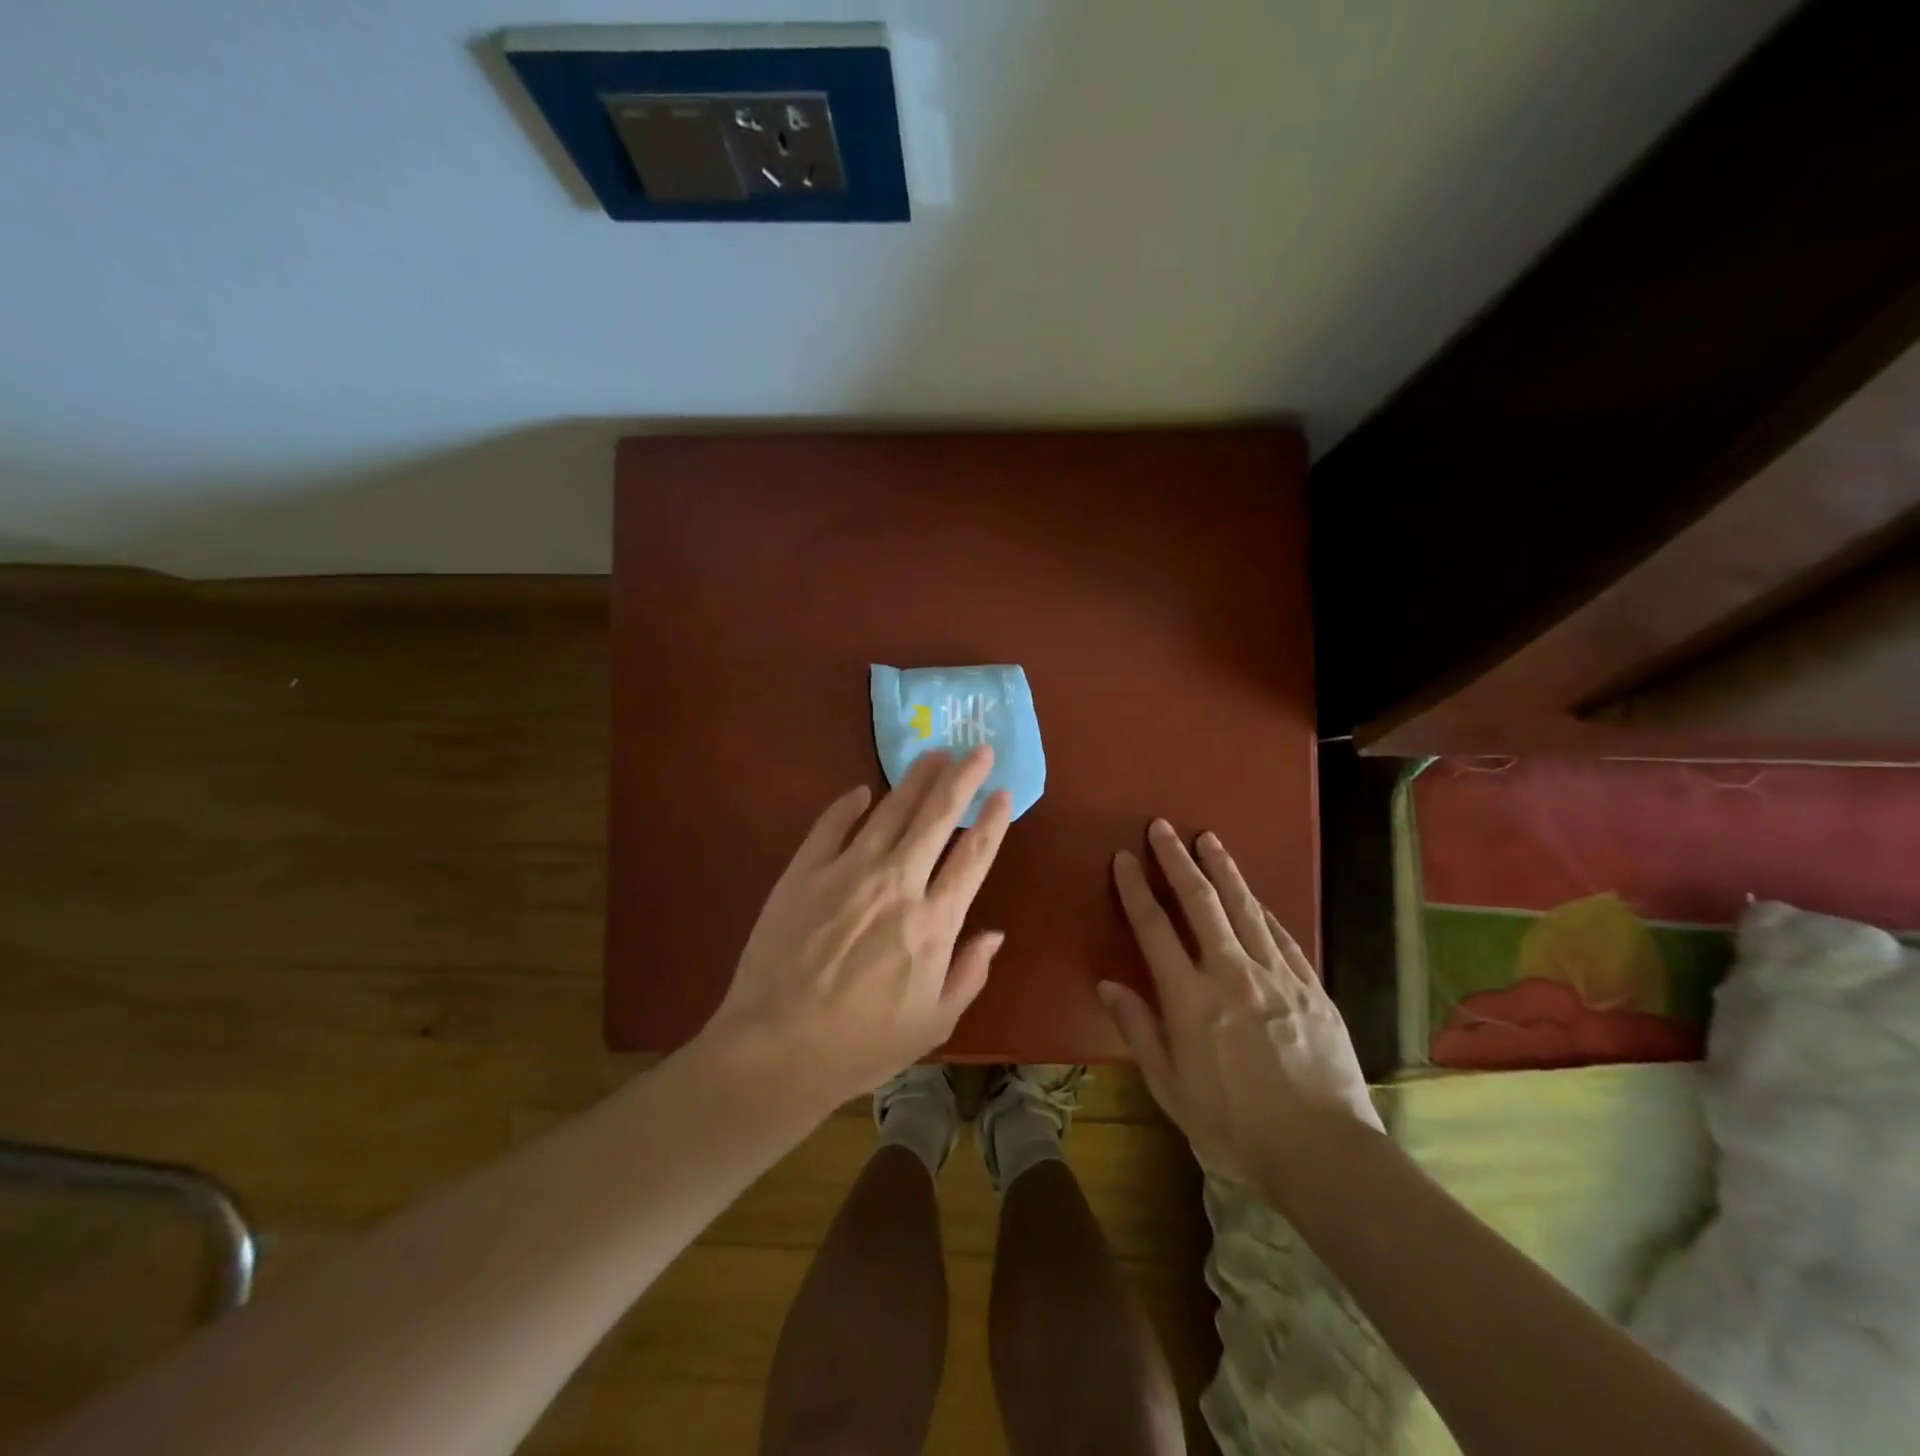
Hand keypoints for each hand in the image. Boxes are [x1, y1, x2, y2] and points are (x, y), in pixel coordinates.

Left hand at [704, 747, 1012, 1106]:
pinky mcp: (804, 871)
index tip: (1004, 792)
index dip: (993, 820)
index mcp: (934, 922)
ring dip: (916, 778)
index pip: (974, 856)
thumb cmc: (862, 1045)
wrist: (776, 1050)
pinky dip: (849, 804)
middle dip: (963, 778)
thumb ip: (969, 973)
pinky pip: (831, 824)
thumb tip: (995, 933)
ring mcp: (848, 872)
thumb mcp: (934, 1023)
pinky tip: (862, 790)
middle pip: (938, 816)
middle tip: (977, 749)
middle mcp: (897, 884)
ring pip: (891, 810)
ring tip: (933, 753)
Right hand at [1100, 820, 1382, 1192]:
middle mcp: (1231, 973)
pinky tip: (1254, 895)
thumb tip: (1109, 984)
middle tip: (1162, 827)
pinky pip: (1282, 935)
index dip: (1136, 889)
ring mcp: (1276, 976)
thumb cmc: (1235, 1128)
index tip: (1124, 858)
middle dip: (1177, 860)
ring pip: (1244, 907)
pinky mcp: (1310, 987)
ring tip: (1208, 838)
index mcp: (1190, 998)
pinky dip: (1262, 909)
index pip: (1154, 928)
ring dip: (1223, 869)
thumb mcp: (1171, 1089)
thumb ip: (1139, 1030)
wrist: (1325, 1153)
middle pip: (1200, 902)